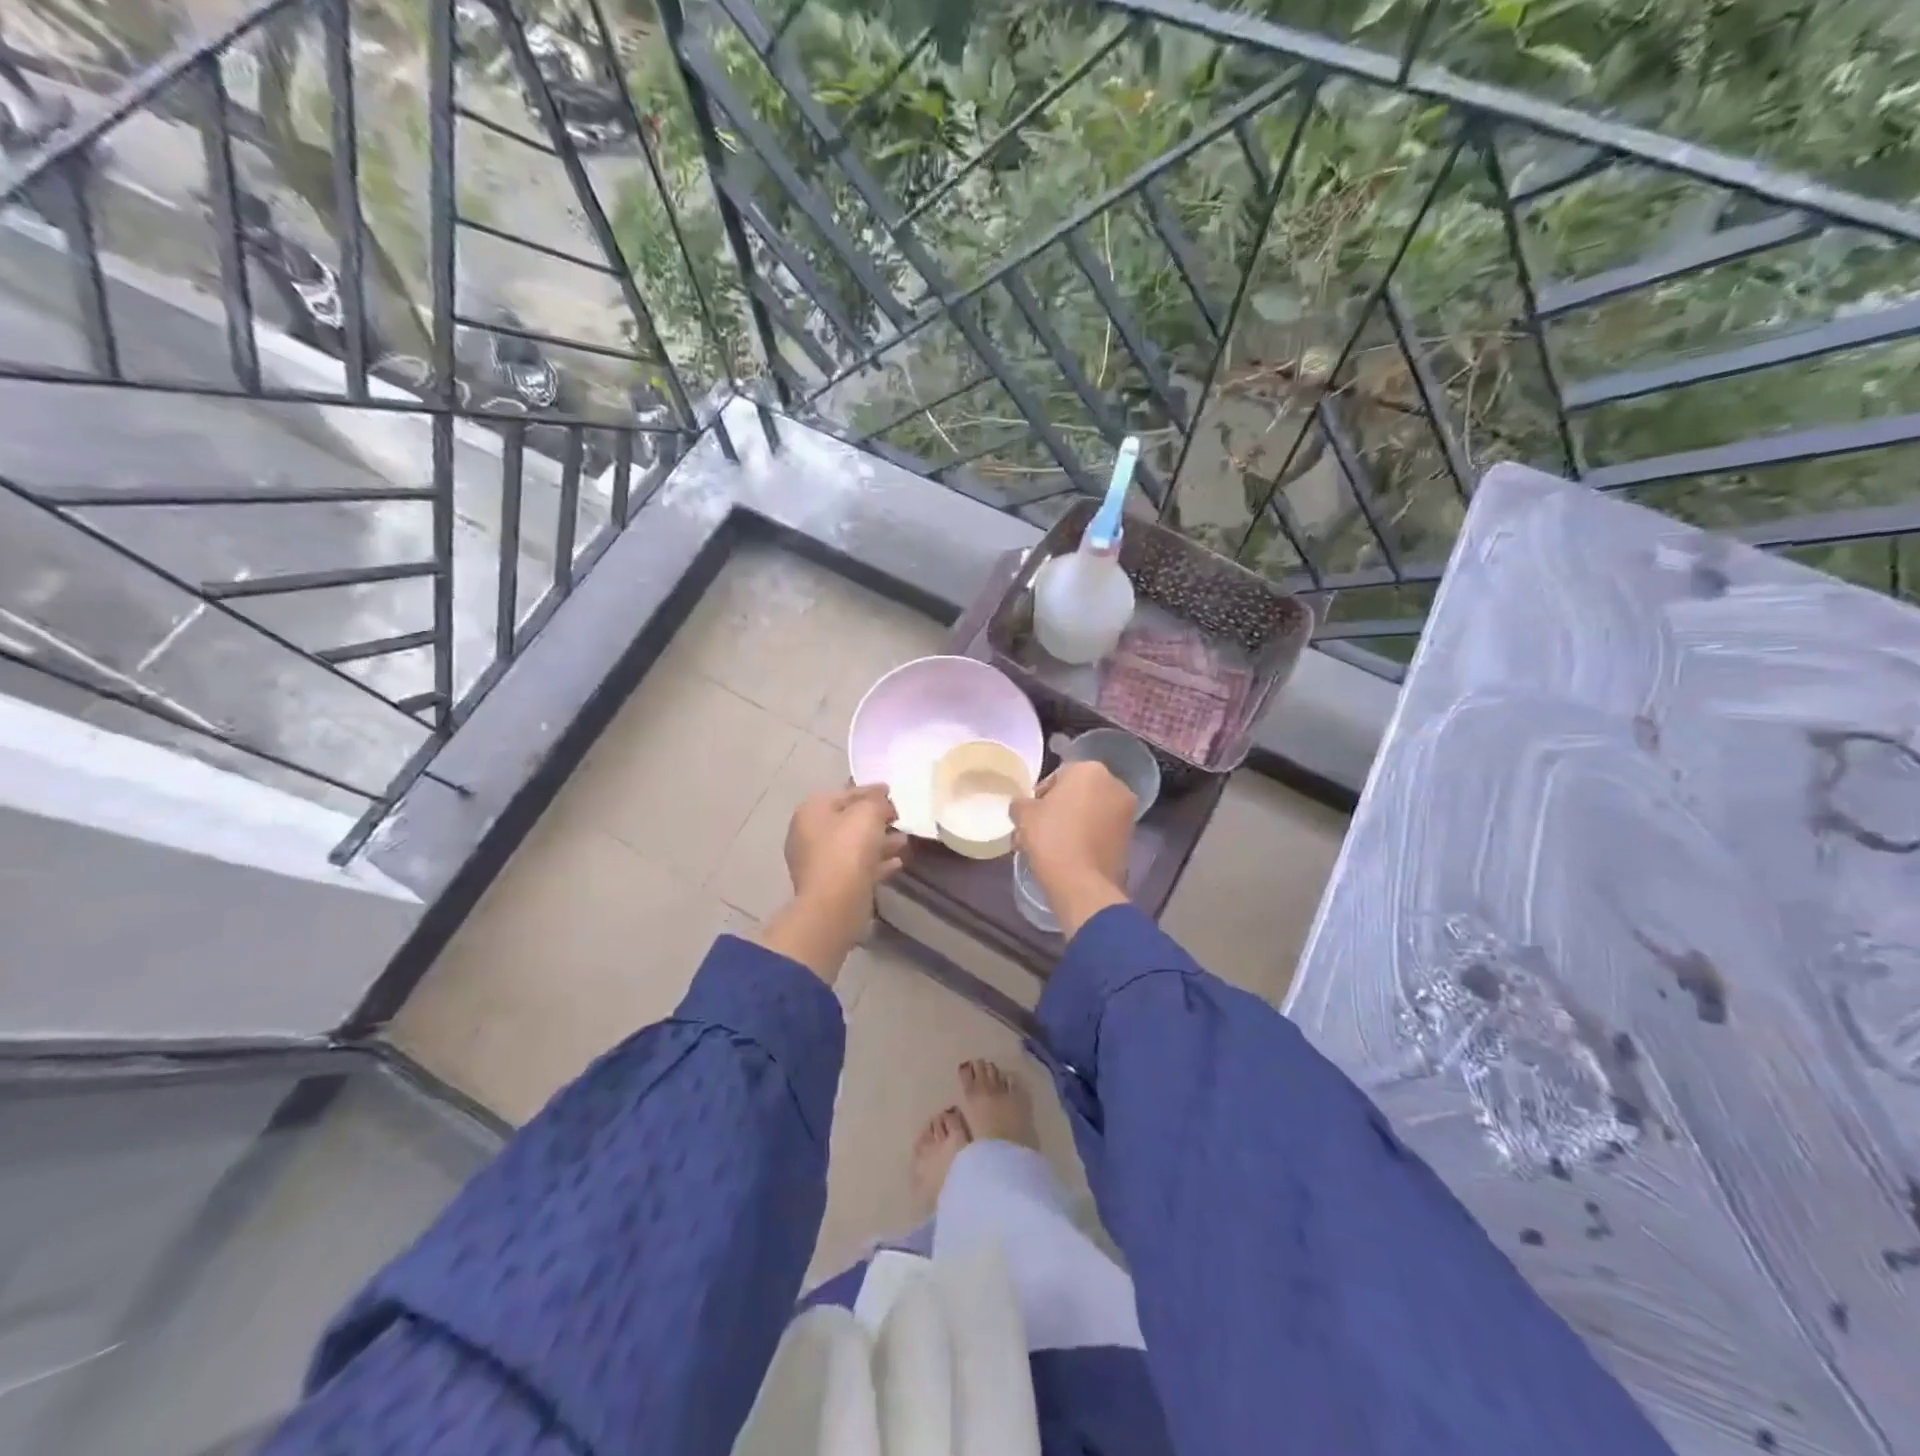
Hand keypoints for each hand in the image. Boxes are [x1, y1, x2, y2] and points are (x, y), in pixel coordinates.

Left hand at [757, 784, 906, 982]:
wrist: (835, 903)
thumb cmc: (848, 849)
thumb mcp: (868, 813)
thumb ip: (877, 801)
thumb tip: (882, 802)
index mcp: (811, 811)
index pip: (844, 793)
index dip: (870, 791)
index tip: (891, 791)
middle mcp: (809, 834)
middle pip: (848, 820)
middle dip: (875, 819)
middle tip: (899, 817)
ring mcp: (817, 862)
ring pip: (854, 846)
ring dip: (879, 842)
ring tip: (905, 841)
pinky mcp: (830, 886)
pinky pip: (857, 867)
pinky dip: (876, 863)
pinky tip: (898, 862)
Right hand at [1010, 760, 1134, 937]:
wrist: (1082, 883)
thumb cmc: (1051, 838)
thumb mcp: (1024, 815)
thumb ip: (1021, 803)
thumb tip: (1022, 806)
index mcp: (1090, 770)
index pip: (1059, 775)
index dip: (1041, 794)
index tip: (1031, 813)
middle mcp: (1115, 784)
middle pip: (1079, 792)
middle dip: (1061, 806)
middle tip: (1042, 827)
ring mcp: (1127, 811)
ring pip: (1093, 811)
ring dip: (1076, 821)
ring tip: (1054, 843)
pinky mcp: (1131, 836)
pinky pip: (1103, 829)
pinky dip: (1089, 835)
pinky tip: (1071, 853)